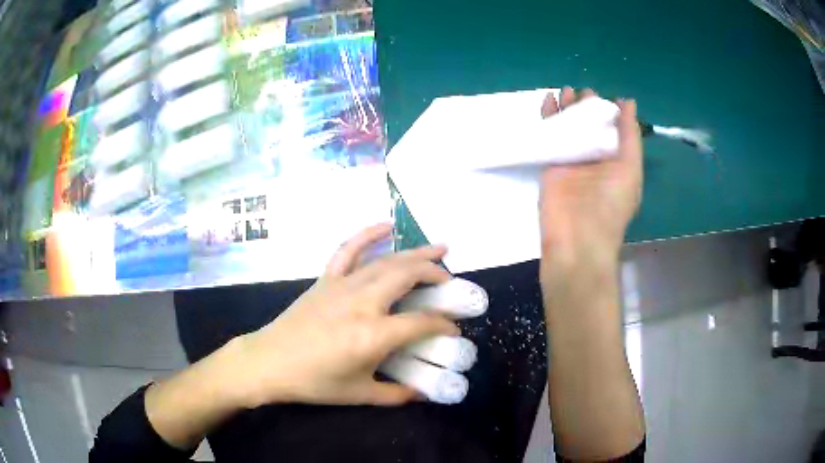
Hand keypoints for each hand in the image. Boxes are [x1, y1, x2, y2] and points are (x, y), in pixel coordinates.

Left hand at [225, 223, 459, 408]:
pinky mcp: (326, 279)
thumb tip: (424, 394)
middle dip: (436, 274)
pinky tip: (386, 225)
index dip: (444, 324)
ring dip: (416, 253)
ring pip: (387, 261)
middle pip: (408, 276)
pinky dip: (368, 234)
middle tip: (451, 281)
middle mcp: (362, 302)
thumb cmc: (314, 382)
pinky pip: (349, 250)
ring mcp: (343, 285)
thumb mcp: (359, 395)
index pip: (422, 323)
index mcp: (373, 334)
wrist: (269, 362)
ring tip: (440, 248)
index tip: (454, 329)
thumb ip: (397, 394)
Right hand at [539, 87, 642, 265]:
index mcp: (615, 161)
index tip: (602, 96)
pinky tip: (548, 101)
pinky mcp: (550, 163)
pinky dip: (547, 117)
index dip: (608, 112)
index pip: (612, 130)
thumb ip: (629, 134)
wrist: (578, 237)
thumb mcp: (630, 168)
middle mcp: (594, 159)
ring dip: (567, 108)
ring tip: (566, 90)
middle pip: (589, 126)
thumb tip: (628, 102)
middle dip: (586, 107)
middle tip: (582, 91)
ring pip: (568, 127)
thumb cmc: (610, 204)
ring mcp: (571, 160)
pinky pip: (548, 135)